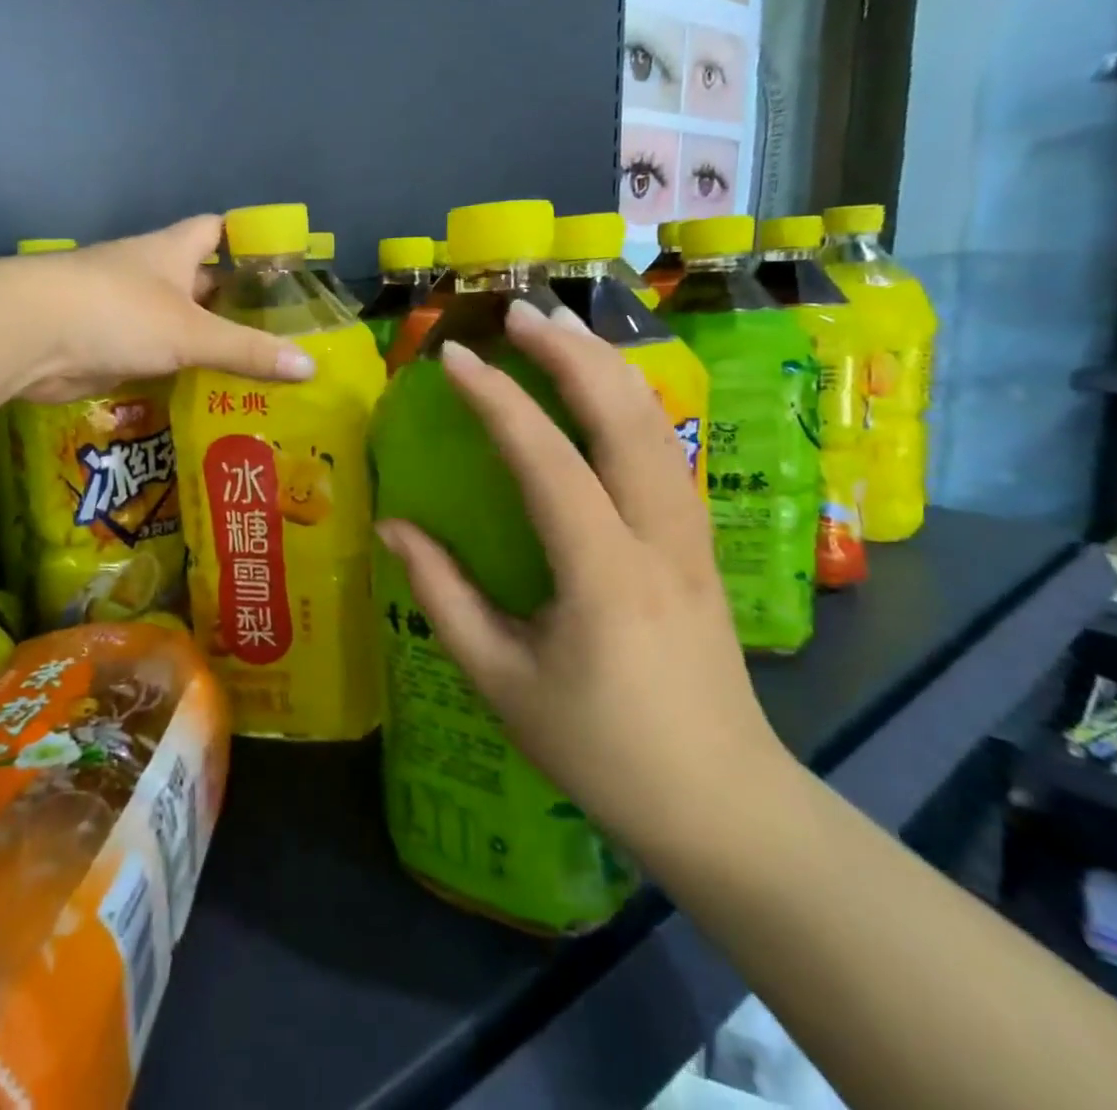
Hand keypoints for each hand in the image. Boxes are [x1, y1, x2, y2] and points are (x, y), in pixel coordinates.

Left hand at [8, 215, 315, 403]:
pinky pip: (154, 356)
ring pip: (177, 323)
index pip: (216, 230)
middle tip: (279, 334)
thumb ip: (247, 351)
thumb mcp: (191, 332)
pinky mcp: (106, 346)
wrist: (28, 335)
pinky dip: (177, 371)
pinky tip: (205, 392)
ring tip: (252, 369)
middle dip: (234, 304)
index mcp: (171, 252)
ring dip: (205, 342)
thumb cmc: (117, 312)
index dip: (246, 241)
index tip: (280, 266)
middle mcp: (149, 275)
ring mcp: (124, 311)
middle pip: (200, 282)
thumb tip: (311, 368)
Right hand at [374, 299, 790, 859]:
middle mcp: (660, 538)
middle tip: (519, 312)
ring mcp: (693, 537)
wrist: (722, 804)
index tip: (455, 357)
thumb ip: (444, 595)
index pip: (549, 462)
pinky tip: (604, 388)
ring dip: (607, 366)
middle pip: (626, 417)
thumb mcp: (501, 680)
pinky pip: (667, 451)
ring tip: (559, 329)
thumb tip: (394, 526)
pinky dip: (631, 401)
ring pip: (657, 425)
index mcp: (605, 574)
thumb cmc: (599, 749)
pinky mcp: (702, 544)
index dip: (499, 402)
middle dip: (571, 353)